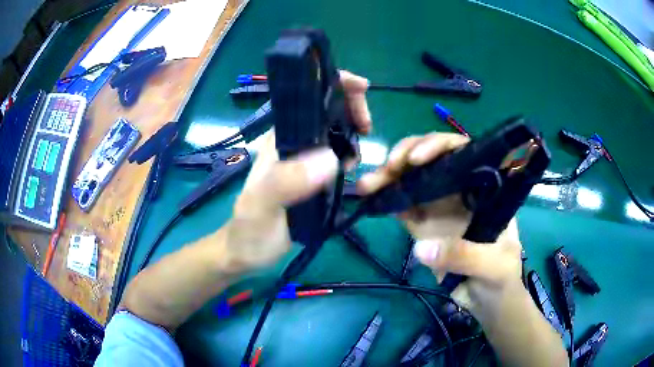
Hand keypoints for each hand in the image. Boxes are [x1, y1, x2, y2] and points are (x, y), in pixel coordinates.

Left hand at [223, 71, 371, 271]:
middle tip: (367, 130)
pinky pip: (336, 155)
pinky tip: (354, 168)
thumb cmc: (250, 230)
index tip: (362, 89)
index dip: (335, 84)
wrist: (246, 253)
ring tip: (359, 157)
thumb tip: (331, 158)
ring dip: (353, 132)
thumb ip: (287, 182)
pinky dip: (350, 153)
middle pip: (325, 109)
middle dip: (351, 108)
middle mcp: (293, 143)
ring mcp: (303, 160)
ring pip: (334, 131)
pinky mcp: (311, 177)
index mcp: (280, 139)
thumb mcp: (263, 207)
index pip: (307, 97)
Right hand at [357, 133, 523, 312]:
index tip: (417, 159)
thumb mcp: (494, 265)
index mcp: (483, 188)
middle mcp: (459, 190)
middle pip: (431, 160)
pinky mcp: (422, 226)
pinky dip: (386, 199)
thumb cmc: (501, 276)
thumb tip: (422, 248)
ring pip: (411, 179)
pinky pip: (402, 206)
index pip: (462, 153)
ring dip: (388, 177)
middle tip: (387, 169)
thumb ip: (466, 256)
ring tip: (367, 185)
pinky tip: (372, 199)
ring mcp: (439, 207)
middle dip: (405, 156)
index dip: (438, 147)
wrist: (485, 300)